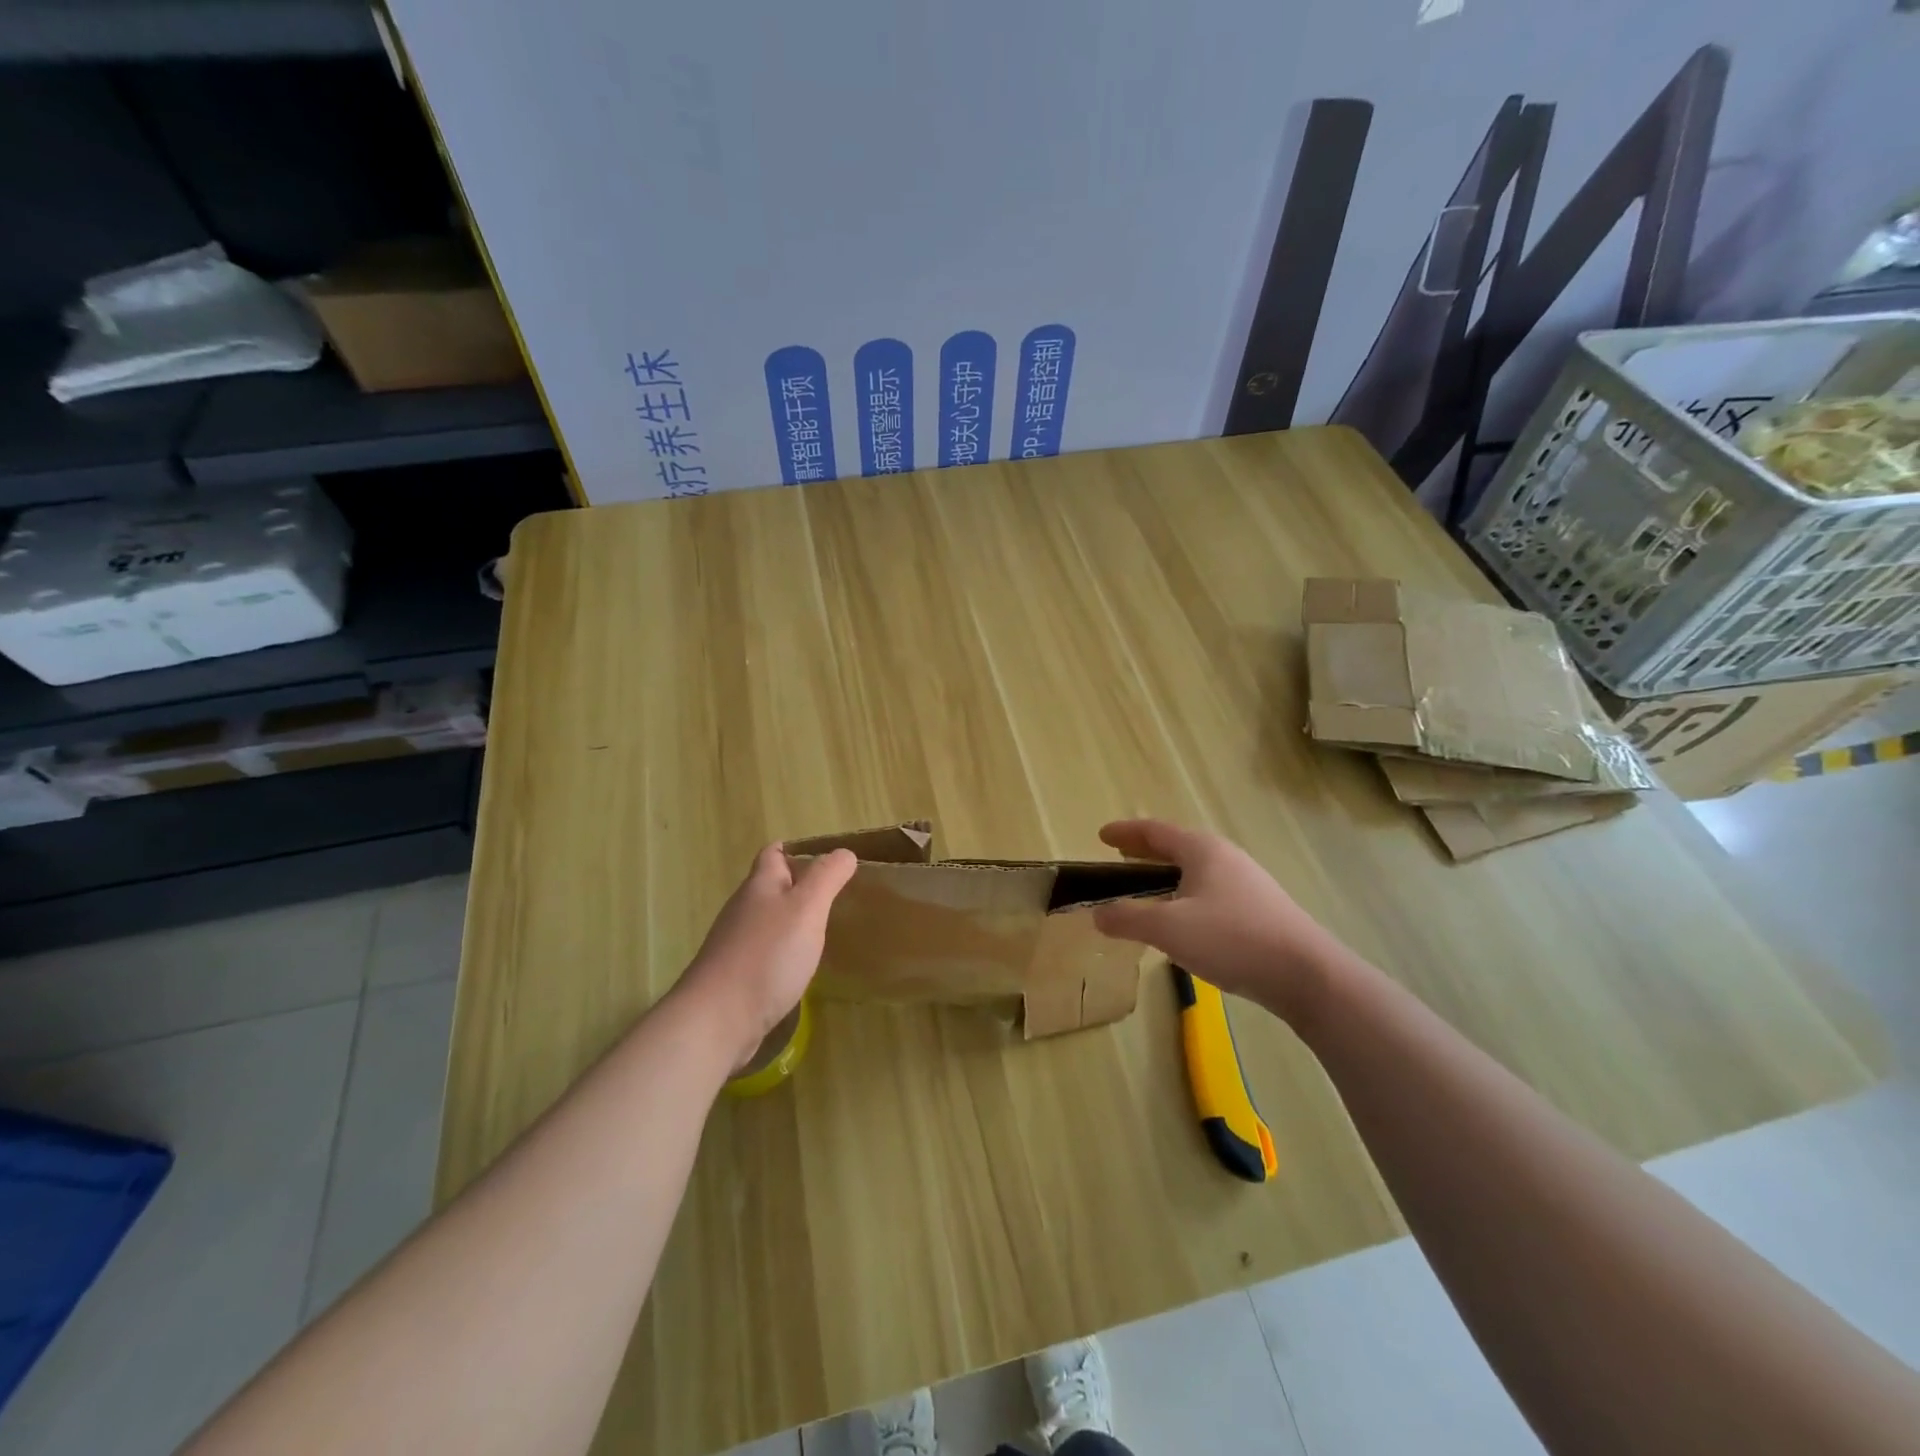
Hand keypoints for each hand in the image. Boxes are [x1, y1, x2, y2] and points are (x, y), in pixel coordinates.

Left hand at [678, 844, 857, 1070]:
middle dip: (798, 886)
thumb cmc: (767, 955)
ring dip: (792, 921)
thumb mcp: (807, 908)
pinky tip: (800, 966)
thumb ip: (827, 877)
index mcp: (760, 887)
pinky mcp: (736, 977)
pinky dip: (783, 952)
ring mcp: (736, 945)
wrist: (717, 1020)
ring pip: (767, 921)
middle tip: (834, 895)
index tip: (825, 858)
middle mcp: (744, 910)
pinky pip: (764, 953)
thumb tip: (844, 852)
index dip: (796, 850)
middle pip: (770, 888)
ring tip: (823, 929)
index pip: (773, 854)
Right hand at [1090, 819, 1348, 1023]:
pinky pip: (1211, 889)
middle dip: (1146, 850)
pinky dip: (1187, 892)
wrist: (1306, 973)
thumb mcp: (1168, 929)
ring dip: (1168, 872)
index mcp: (1202, 850)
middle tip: (1120, 856)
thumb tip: (1098, 914)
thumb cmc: (1231, 939)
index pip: (1155, 831)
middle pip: (1177, 845)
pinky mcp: (1260, 909)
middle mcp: (1226, 857)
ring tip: (1147, 887)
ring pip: (1197, 869)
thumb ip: (1128, 919)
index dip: (1126, 832)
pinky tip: (1184, 918)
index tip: (1101, 835)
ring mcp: (1247, 882)